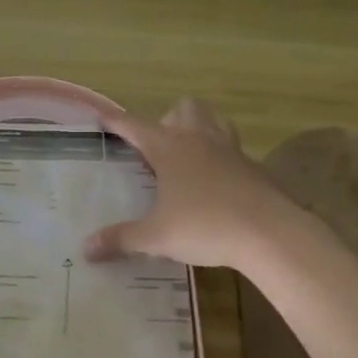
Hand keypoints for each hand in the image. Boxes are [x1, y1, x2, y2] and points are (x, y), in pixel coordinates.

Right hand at [84, 98, 303, 269]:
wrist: (270, 233)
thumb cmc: (205, 226)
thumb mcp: (157, 237)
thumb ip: (121, 239)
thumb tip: (87, 248)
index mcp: (169, 148)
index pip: (135, 126)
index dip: (117, 122)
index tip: (103, 117)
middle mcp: (198, 140)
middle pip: (184, 109)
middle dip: (169, 119)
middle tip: (159, 147)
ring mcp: (230, 150)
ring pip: (215, 120)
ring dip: (200, 127)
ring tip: (189, 154)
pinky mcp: (254, 168)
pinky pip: (234, 150)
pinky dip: (222, 158)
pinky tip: (217, 185)